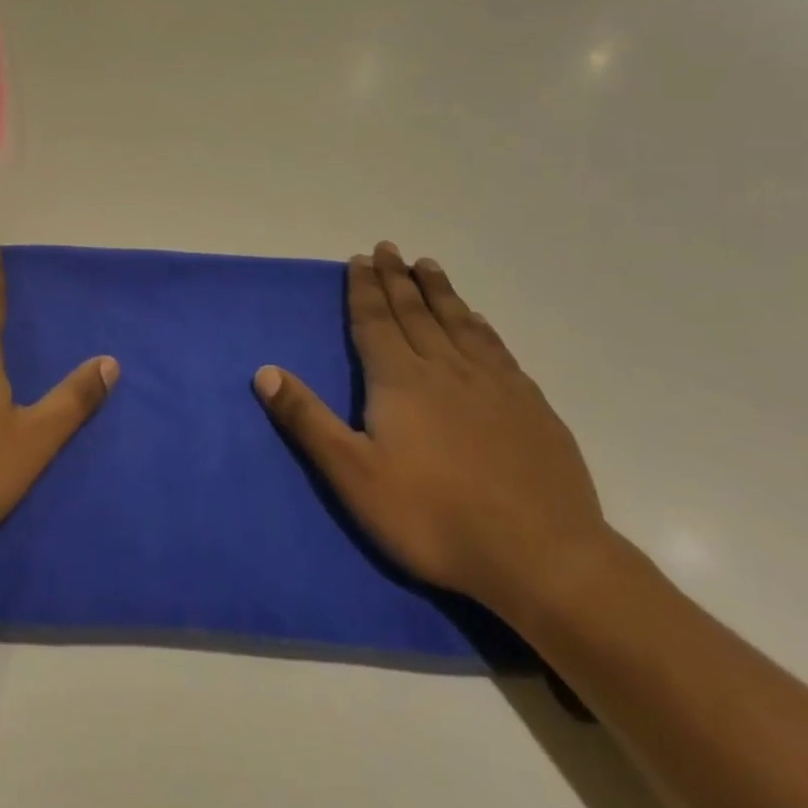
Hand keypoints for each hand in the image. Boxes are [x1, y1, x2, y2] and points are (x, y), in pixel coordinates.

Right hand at [253, 242, 609, 616]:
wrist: (543, 559)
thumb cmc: (434, 518)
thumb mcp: (354, 475)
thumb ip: (308, 420)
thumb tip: (264, 371)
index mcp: (400, 380)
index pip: (375, 321)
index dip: (363, 289)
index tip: (359, 259)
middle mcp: (445, 369)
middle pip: (415, 312)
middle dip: (397, 279)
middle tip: (388, 248)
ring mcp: (494, 385)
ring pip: (459, 323)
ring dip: (439, 291)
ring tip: (427, 265)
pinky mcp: (531, 407)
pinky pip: (497, 349)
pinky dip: (481, 326)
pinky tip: (478, 320)